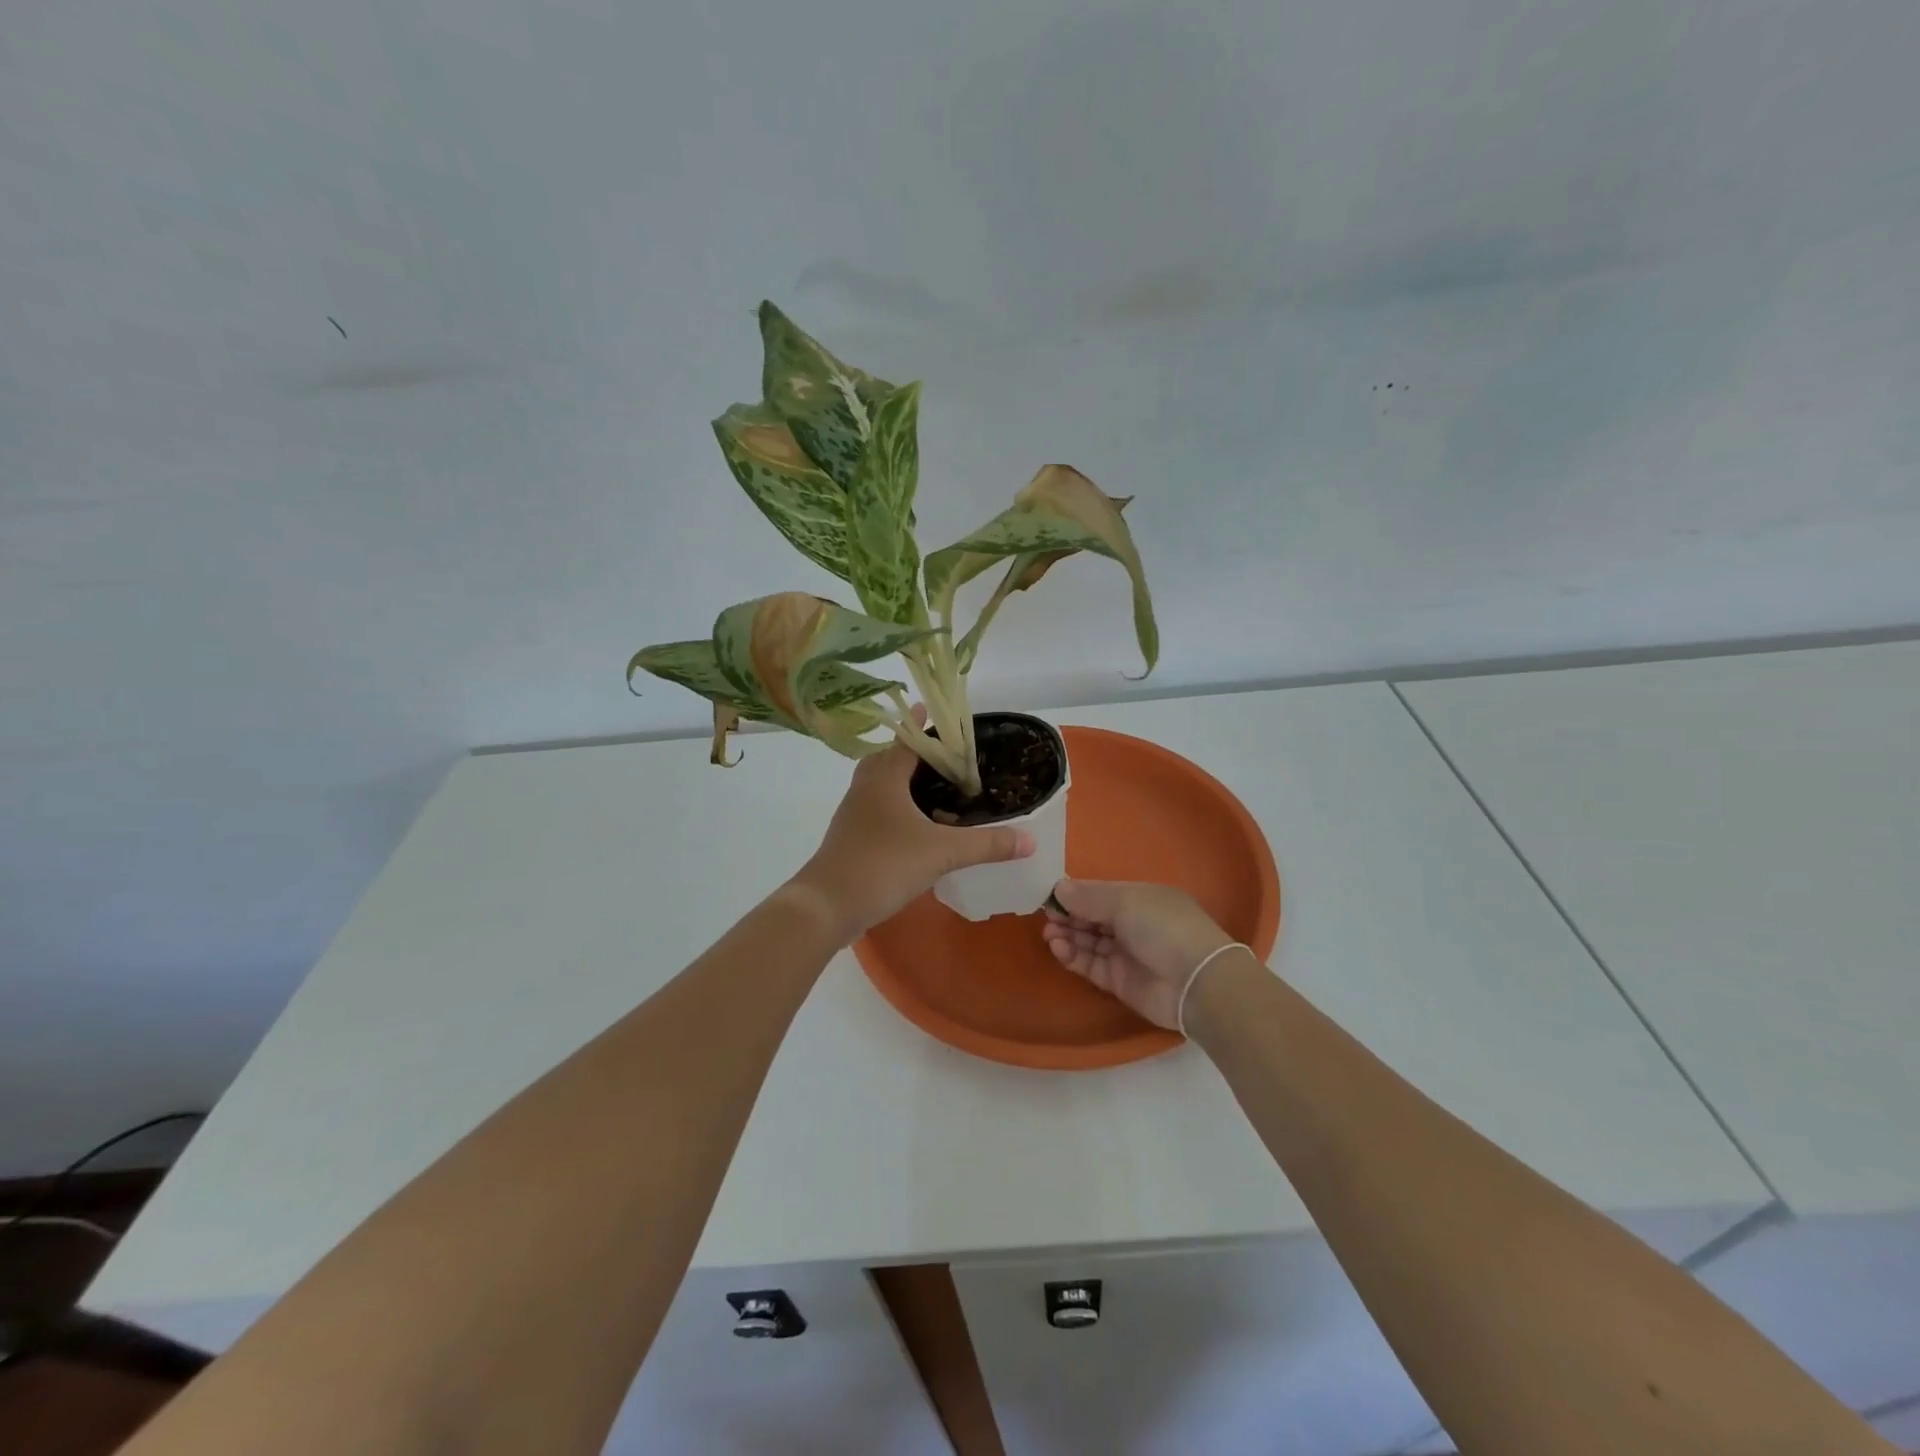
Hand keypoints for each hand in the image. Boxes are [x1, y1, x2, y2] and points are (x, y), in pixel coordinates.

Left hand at [790, 737, 1034, 940]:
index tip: (937, 712)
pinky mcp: (850, 836)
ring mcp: (853, 812)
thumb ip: (986, 845)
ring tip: (933, 788)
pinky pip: (876, 807)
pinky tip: (916, 826)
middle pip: (888, 757)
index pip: (906, 739)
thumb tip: (1030, 839)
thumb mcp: (942, 853)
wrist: (827, 905)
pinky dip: (896, 806)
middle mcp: (865, 787)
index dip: (923, 725)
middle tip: (942, 755)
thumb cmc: (883, 864)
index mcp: (885, 777)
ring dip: (902, 779)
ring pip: (880, 783)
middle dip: (912, 752)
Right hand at [1042, 879, 1239, 1030]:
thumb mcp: (1125, 901)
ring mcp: (1125, 953)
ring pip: (1088, 940)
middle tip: (1046, 915)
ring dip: (1067, 935)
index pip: (1100, 892)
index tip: (1050, 894)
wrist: (1196, 983)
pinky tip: (1058, 947)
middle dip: (1068, 914)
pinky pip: (1090, 964)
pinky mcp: (1118, 980)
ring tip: (1049, 933)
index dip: (1075, 893)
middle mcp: (1132, 923)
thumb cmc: (1163, 927)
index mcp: (1139, 898)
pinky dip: (1072, 955)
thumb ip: (1089, 896)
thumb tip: (1059, 888)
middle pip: (1092, 916)